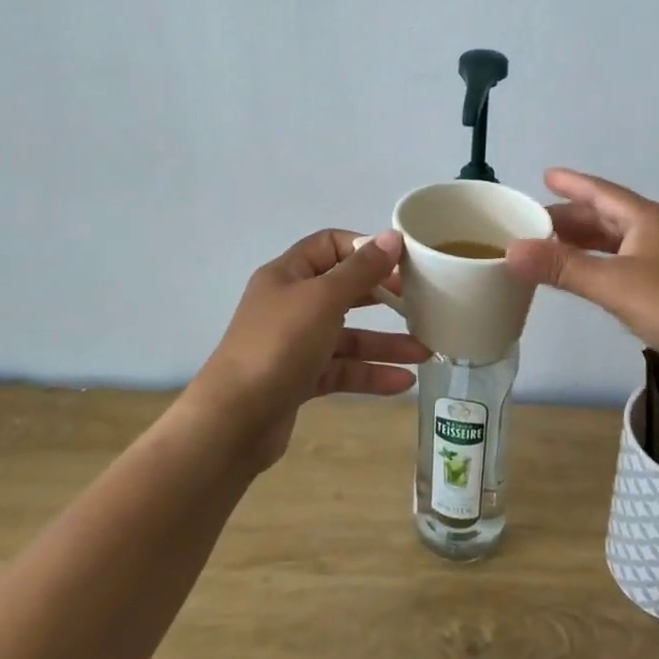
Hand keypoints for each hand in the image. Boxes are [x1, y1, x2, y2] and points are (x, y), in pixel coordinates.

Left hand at [190, 230, 429, 470]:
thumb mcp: (324, 299)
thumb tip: (392, 237)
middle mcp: (291, 304)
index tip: (401, 261)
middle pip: (344, 290)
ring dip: (385, 343)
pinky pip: (342, 370)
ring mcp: (294, 344)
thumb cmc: (279, 345)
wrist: (233, 421)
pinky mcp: (300, 379)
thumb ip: (361, 270)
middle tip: (419, 302)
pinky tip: (403, 382)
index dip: (365, 248)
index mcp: (288, 274)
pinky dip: (370, 374)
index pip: (330, 245)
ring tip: (425, 352)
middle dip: (383, 296)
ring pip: (348, 336)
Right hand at [504, 169, 658, 406]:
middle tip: (533, 223)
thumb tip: (511, 250)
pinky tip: (586, 277)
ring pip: (616, 242)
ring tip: (550, 247)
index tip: (544, 175)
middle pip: (607, 216)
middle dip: (570, 218)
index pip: (601, 192)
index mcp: (648, 218)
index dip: (571, 182)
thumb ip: (563, 267)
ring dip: (584, 243)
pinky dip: (599, 264)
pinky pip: (625, 263)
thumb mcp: (614, 285)